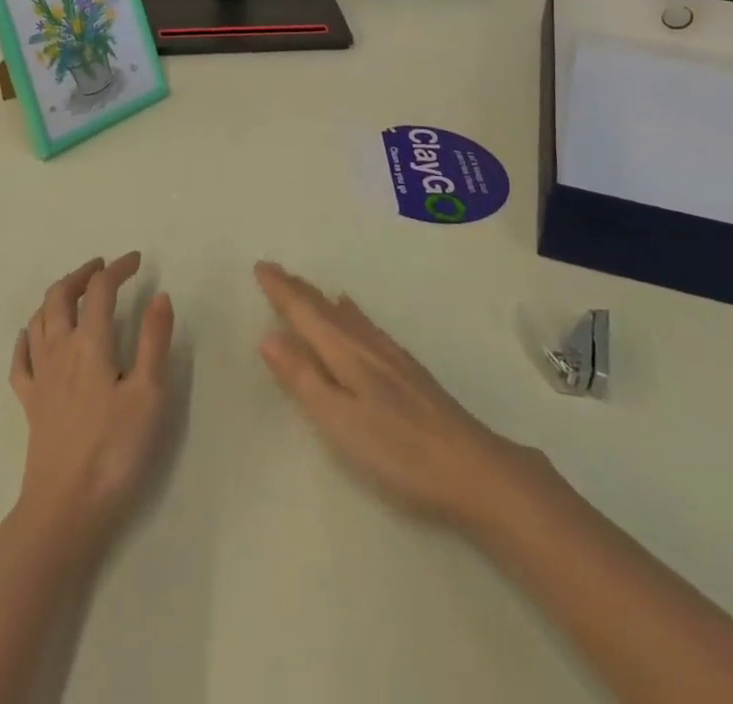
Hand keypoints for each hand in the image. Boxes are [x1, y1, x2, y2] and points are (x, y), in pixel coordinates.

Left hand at [8, 253, 174, 559]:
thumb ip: (154, 341)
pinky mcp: (29, 403)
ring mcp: (40, 376)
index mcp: (91, 343)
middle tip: (102, 267)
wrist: (64, 510)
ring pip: (39, 319)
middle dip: (82, 274)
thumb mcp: (149, 394)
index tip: (137, 261)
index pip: (101, 289)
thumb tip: (159, 295)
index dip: (118, 268)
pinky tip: (31, 334)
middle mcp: (60, 350)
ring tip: (75, 291)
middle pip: (61, 295)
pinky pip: (21, 359)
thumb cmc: (115, 451)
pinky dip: (27, 336)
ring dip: (56, 296)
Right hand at [254, 260, 542, 532]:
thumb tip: (268, 337)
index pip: (305, 312)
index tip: (261, 267)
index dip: (281, 291)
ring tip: (305, 288)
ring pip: (346, 315)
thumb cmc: (398, 450)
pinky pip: (365, 325)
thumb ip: (304, 379)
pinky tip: (353, 314)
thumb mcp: (339, 421)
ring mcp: (390, 355)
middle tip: (274, 271)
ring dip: (320, 300)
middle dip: (297, 290)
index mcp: (345, 353)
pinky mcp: (407, 370)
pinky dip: (348, 313)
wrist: (471, 466)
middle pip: (325, 309)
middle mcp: (366, 344)